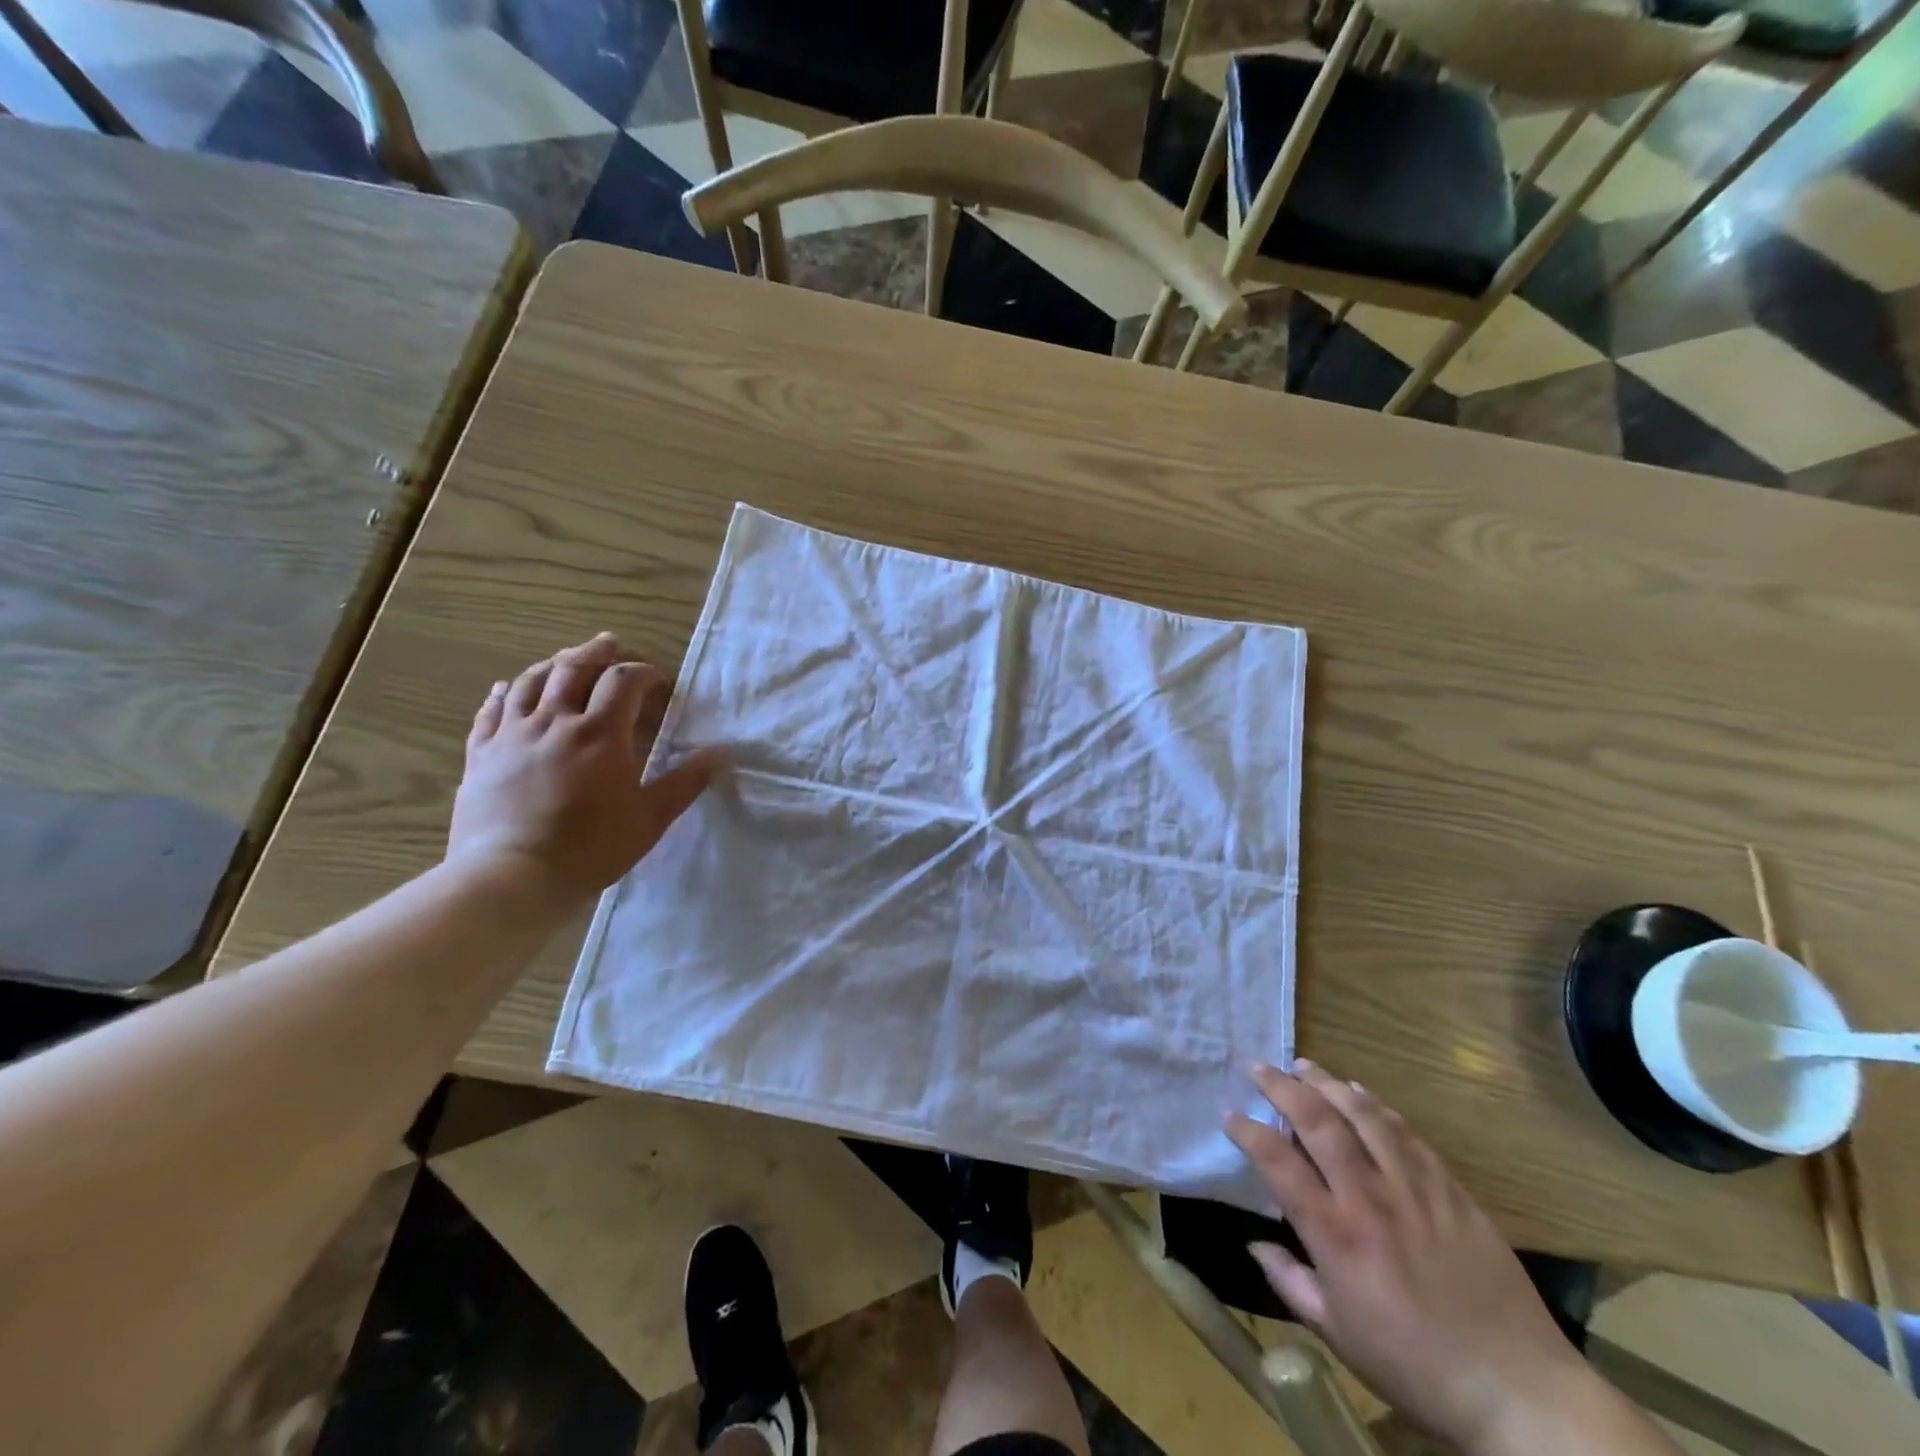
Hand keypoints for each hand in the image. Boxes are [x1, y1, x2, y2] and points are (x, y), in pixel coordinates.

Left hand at [447, 633, 718, 906]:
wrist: (512, 877)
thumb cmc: (591, 848)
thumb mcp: (651, 818)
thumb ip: (685, 781)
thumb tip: (720, 753)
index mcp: (599, 733)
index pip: (624, 681)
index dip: (644, 672)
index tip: (659, 680)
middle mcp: (554, 722)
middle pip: (573, 668)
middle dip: (596, 653)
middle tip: (611, 645)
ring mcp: (512, 736)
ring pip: (529, 682)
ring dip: (552, 664)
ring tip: (566, 659)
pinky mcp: (481, 754)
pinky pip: (490, 712)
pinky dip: (502, 694)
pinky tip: (505, 689)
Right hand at [1227, 1061, 1589, 1454]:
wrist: (1518, 1390)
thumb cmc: (1415, 1367)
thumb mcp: (1338, 1336)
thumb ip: (1290, 1282)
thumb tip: (1254, 1243)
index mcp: (1335, 1234)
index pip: (1277, 1162)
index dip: (1247, 1131)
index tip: (1229, 1115)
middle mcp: (1368, 1197)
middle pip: (1317, 1122)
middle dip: (1281, 1087)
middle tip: (1258, 1067)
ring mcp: (1413, 1188)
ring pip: (1362, 1115)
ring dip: (1327, 1083)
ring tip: (1304, 1065)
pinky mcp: (1450, 1189)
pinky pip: (1406, 1133)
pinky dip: (1377, 1105)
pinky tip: (1360, 1092)